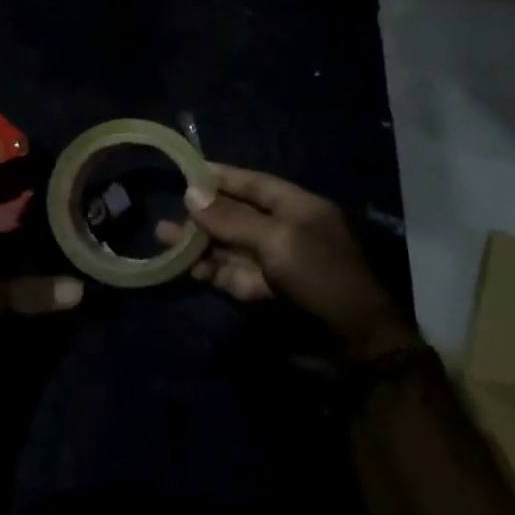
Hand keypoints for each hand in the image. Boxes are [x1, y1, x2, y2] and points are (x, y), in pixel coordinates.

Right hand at [155, 163, 413, 359]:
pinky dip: (210, 270)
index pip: (254, 184)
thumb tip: (190, 194)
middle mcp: (285, 231)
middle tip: (166, 211)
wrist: (352, 344)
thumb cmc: (320, 278)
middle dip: (202, 214)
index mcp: (298, 209)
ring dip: (198, 243)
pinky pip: (231, 274)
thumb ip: (231, 219)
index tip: (187, 171)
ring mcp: (274, 264)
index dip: (222, 177)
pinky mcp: (265, 292)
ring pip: (229, 247)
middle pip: (236, 216)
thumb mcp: (276, 240)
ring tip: (163, 237)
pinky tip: (186, 267)